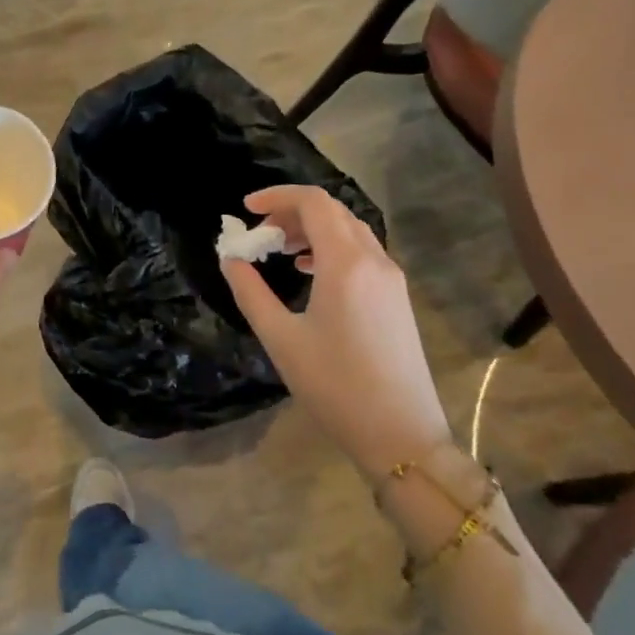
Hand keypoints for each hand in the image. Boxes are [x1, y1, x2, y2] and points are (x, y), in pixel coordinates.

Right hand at [220, 185, 450, 474]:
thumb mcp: (280, 338)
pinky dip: (331, 246)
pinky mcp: (397, 297)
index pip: (313, 202)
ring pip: (349, 229)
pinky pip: (362, 251)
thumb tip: (231, 258)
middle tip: (259, 233)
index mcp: (345, 263)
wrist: (403, 438)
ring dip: (312, 228)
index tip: (246, 209)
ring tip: (280, 250)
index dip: (277, 196)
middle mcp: (373, 260)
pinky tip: (311, 271)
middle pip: (331, 211)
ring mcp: (391, 278)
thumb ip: (250, 291)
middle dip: (291, 211)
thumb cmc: (335, 386)